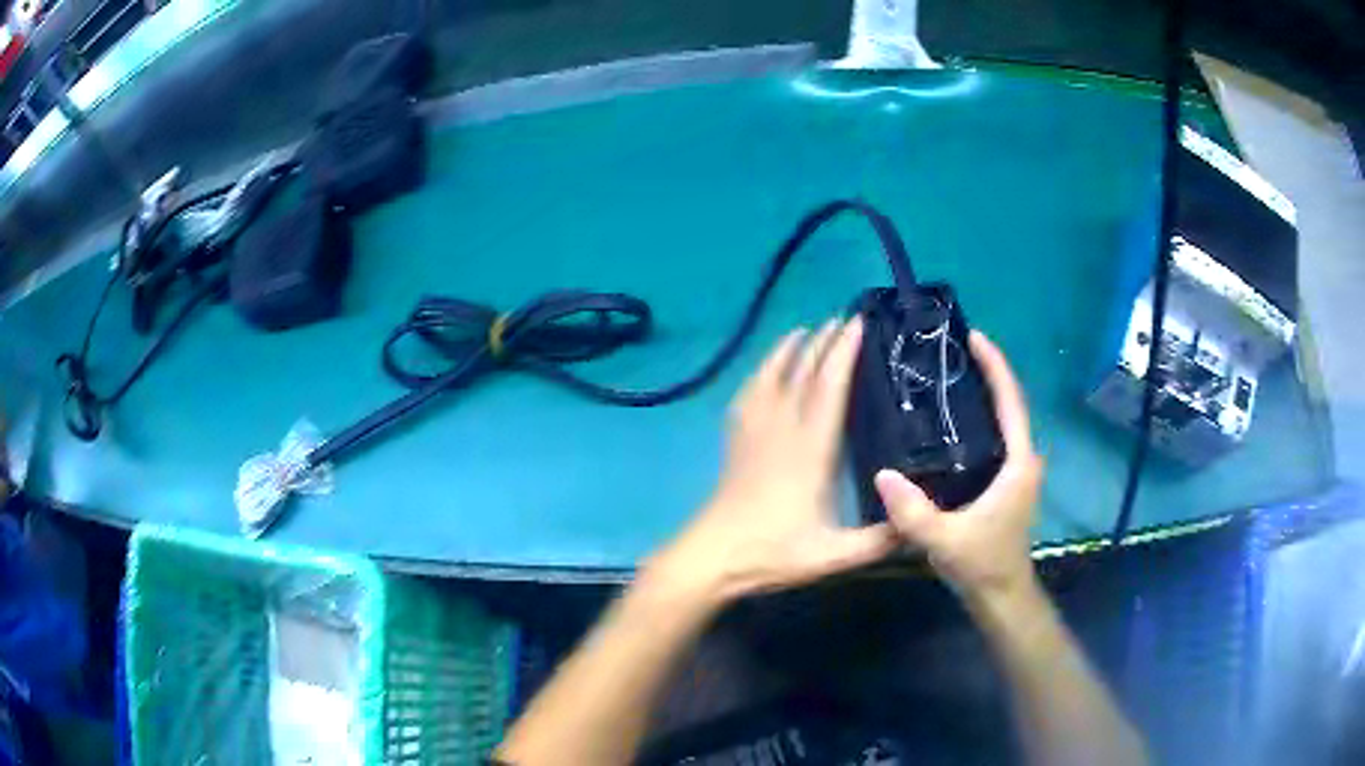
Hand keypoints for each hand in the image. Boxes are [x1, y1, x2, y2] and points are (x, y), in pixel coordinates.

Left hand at [649, 317, 896, 604]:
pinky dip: (761, 372)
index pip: (829, 387)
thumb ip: (878, 541)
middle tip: (843, 319)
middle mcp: (782, 429)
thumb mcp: (833, 555)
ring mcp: (755, 432)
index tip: (858, 324)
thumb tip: (917, 526)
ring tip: (807, 329)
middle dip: (824, 342)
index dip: (844, 352)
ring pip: (772, 376)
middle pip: (803, 373)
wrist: (714, 556)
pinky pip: (748, 393)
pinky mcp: (737, 440)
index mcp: (810, 450)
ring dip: (791, 349)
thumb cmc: (773, 552)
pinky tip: (766, 367)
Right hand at [873, 331, 1042, 604]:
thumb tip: (882, 473)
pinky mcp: (1006, 482)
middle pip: (1009, 404)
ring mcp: (1017, 471)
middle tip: (949, 352)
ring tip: (946, 375)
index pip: (1011, 402)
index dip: (996, 367)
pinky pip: (995, 438)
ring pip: (1003, 421)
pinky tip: (948, 420)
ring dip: (982, 395)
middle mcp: (1023, 459)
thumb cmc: (982, 565)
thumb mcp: (945, 540)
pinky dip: (978, 419)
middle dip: (986, 373)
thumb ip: (914, 512)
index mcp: (1019, 463)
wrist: (1001, 596)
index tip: (973, 337)